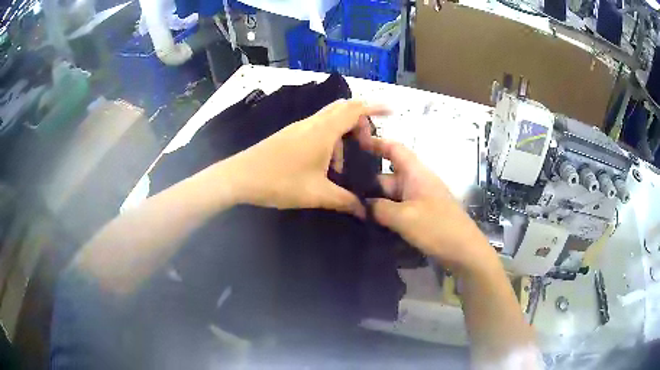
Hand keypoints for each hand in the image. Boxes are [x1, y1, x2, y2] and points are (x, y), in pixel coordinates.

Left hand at [222, 99, 386, 216]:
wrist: (239, 177)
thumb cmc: (279, 182)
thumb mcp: (317, 194)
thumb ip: (345, 201)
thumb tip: (365, 211)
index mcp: (323, 131)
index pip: (355, 109)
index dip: (376, 106)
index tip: (393, 109)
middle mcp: (312, 123)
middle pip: (343, 110)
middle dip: (360, 123)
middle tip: (367, 144)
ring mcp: (299, 128)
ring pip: (330, 121)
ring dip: (342, 138)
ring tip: (341, 168)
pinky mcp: (290, 135)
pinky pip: (317, 130)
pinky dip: (329, 142)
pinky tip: (323, 168)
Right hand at [362, 137, 492, 270]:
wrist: (464, 251)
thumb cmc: (437, 228)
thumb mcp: (404, 217)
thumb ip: (379, 209)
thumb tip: (363, 205)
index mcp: (416, 173)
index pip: (394, 149)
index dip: (375, 143)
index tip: (354, 144)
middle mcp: (417, 182)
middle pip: (388, 175)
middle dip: (367, 182)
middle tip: (343, 193)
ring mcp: (420, 199)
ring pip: (392, 194)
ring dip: (375, 201)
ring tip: (351, 209)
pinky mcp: (422, 214)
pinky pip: (399, 208)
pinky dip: (385, 212)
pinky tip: (370, 223)